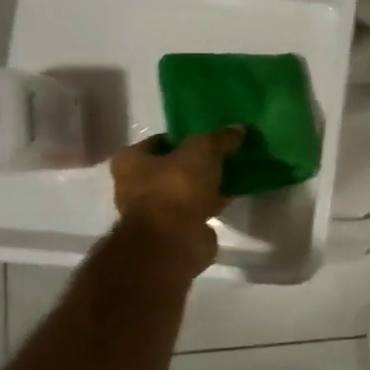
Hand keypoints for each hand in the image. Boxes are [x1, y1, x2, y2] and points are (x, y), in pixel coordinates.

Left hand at [110, 129, 242, 271]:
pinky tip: (234, 194)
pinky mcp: (175, 229)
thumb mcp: (203, 151)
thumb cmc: (176, 187)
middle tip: (225, 153)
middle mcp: (136, 185)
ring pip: (186, 189)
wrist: (173, 241)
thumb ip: (220, 138)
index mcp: (130, 161)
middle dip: (197, 162)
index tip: (210, 135)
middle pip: (173, 166)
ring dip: (207, 184)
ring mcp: (155, 210)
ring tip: (234, 172)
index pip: (159, 141)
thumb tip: (239, 128)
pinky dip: (213, 202)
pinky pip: (198, 208)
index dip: (184, 136)